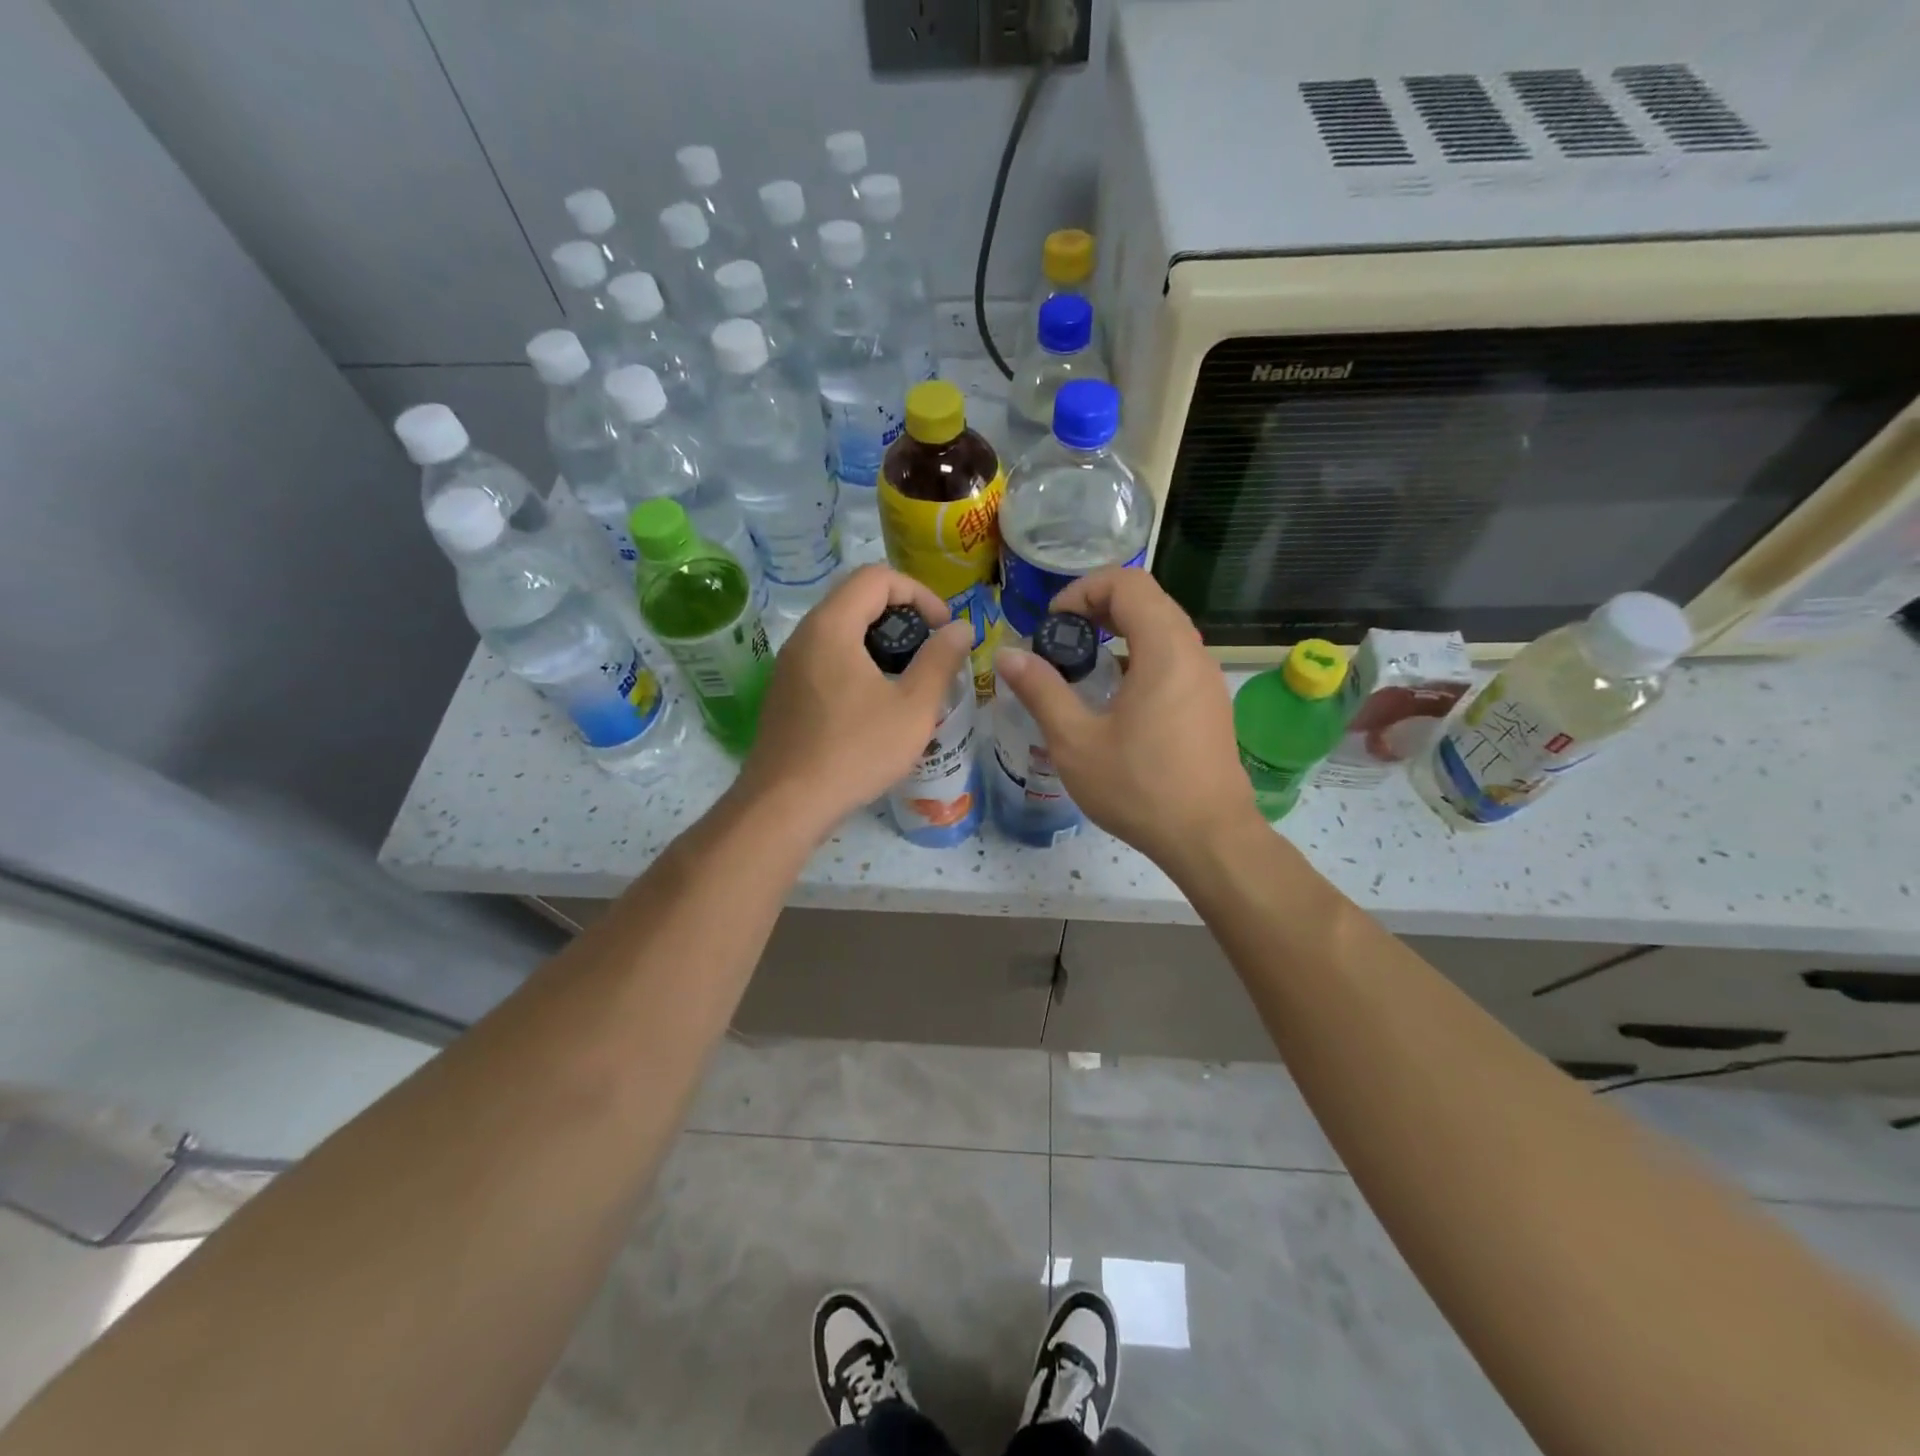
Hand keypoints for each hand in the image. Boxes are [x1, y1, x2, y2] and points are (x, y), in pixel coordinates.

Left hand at [735, 564, 972, 839]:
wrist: (785, 804)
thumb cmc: (855, 751)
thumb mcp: (912, 708)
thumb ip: (940, 661)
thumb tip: (960, 629)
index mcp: (831, 627)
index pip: (876, 577)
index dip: (919, 593)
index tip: (942, 629)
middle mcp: (803, 636)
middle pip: (855, 599)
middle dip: (901, 615)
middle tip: (930, 651)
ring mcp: (788, 666)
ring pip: (840, 631)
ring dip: (879, 641)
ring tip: (908, 678)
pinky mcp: (784, 693)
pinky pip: (825, 659)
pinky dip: (857, 662)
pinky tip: (875, 704)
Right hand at [994, 567, 1259, 870]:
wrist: (1208, 838)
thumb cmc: (1139, 788)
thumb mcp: (1075, 741)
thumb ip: (1041, 691)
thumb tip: (1007, 656)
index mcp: (1164, 650)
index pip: (1128, 583)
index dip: (1084, 589)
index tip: (1054, 623)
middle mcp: (1193, 653)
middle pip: (1148, 600)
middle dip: (1099, 607)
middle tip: (1063, 638)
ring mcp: (1206, 678)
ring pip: (1163, 629)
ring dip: (1121, 632)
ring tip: (1084, 666)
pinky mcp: (1209, 703)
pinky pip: (1174, 657)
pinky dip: (1141, 656)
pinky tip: (1116, 698)